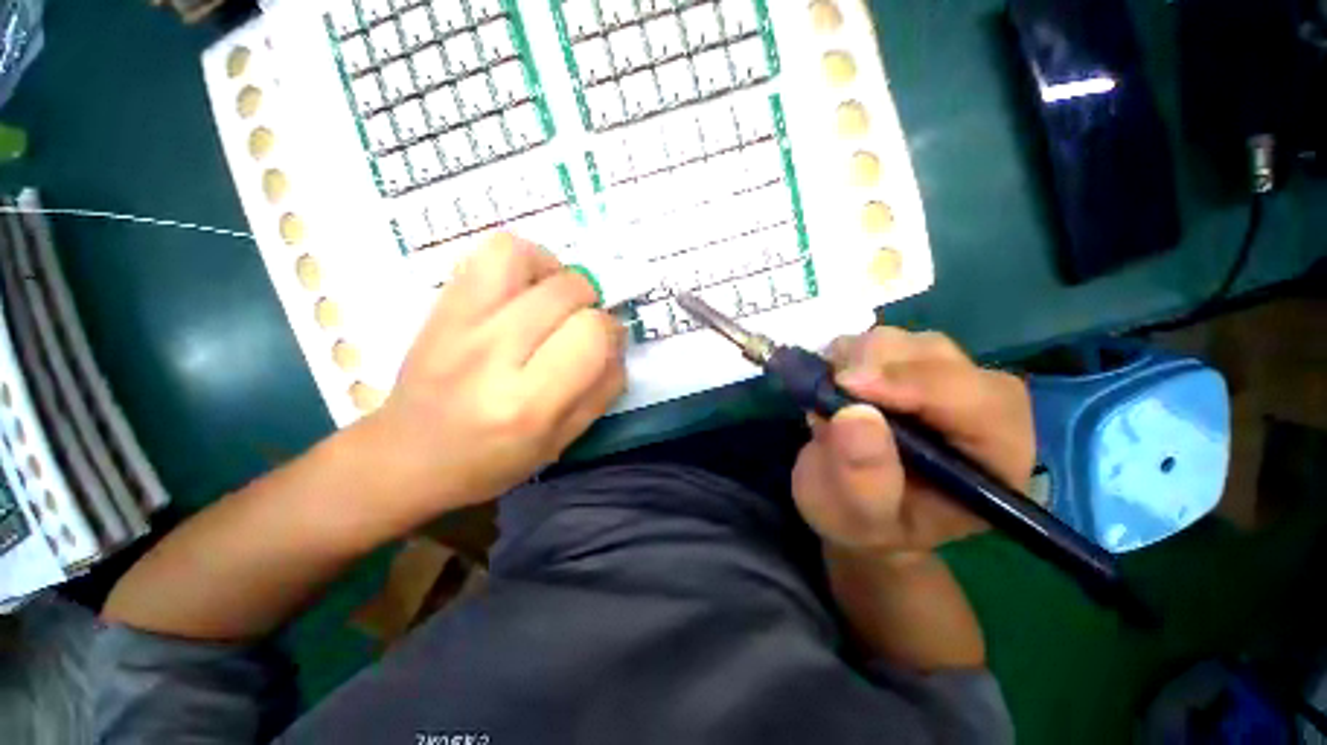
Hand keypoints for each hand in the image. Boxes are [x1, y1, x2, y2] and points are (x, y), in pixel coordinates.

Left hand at [368, 233, 626, 520]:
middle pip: (568, 291)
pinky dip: (523, 259)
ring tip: (556, 300)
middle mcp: (493, 354)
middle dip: (591, 305)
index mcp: (528, 403)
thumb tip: (617, 343)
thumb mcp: (562, 441)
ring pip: (527, 258)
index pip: (592, 334)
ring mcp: (460, 322)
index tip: (607, 344)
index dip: (611, 332)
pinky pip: (491, 252)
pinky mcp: (442, 304)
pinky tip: (527, 287)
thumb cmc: (492, 460)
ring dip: (557, 273)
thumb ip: (602, 390)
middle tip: (582, 327)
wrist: (407, 454)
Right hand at [791, 328, 1033, 557]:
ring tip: (829, 390)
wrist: (852, 504)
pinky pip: (886, 342)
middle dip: (880, 365)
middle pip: (944, 360)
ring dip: (861, 356)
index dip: (916, 384)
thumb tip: (855, 414)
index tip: (848, 385)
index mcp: (995, 461)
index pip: (980, 404)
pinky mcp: (913, 370)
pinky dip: (851, 351)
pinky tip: (833, 379)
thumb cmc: (864, 523)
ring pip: (912, 343)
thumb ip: (862, 478)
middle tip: (830, 387)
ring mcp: (947, 384)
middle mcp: (983, 412)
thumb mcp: (857, 517)